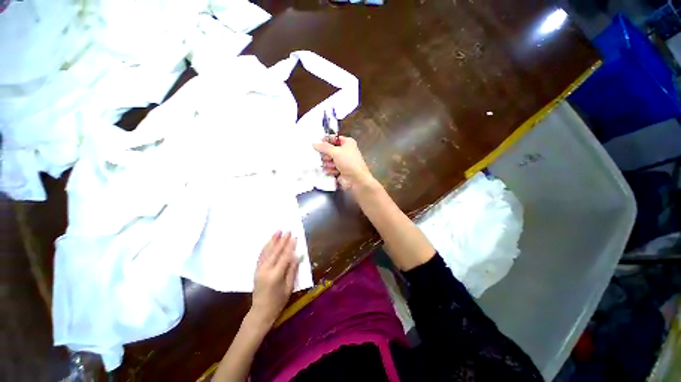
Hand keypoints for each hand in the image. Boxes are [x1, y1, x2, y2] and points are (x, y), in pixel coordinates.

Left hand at [250, 231, 299, 327]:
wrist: (261, 312)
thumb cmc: (278, 301)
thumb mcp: (289, 287)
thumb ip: (292, 270)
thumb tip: (297, 256)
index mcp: (275, 275)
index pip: (284, 256)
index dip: (290, 246)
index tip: (294, 237)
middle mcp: (266, 270)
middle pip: (275, 251)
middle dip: (282, 240)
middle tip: (288, 230)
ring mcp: (259, 269)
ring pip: (267, 251)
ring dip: (273, 240)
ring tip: (278, 231)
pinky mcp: (256, 270)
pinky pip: (261, 256)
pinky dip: (266, 247)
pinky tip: (269, 242)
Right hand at [313, 136, 374, 189]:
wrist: (357, 180)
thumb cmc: (349, 163)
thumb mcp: (336, 152)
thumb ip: (324, 147)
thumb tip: (314, 143)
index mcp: (347, 143)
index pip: (333, 138)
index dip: (325, 141)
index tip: (318, 144)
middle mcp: (345, 151)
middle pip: (330, 150)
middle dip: (327, 155)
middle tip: (327, 158)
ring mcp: (342, 161)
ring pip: (329, 160)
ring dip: (328, 163)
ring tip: (331, 166)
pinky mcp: (340, 170)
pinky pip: (331, 168)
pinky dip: (330, 170)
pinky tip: (332, 172)